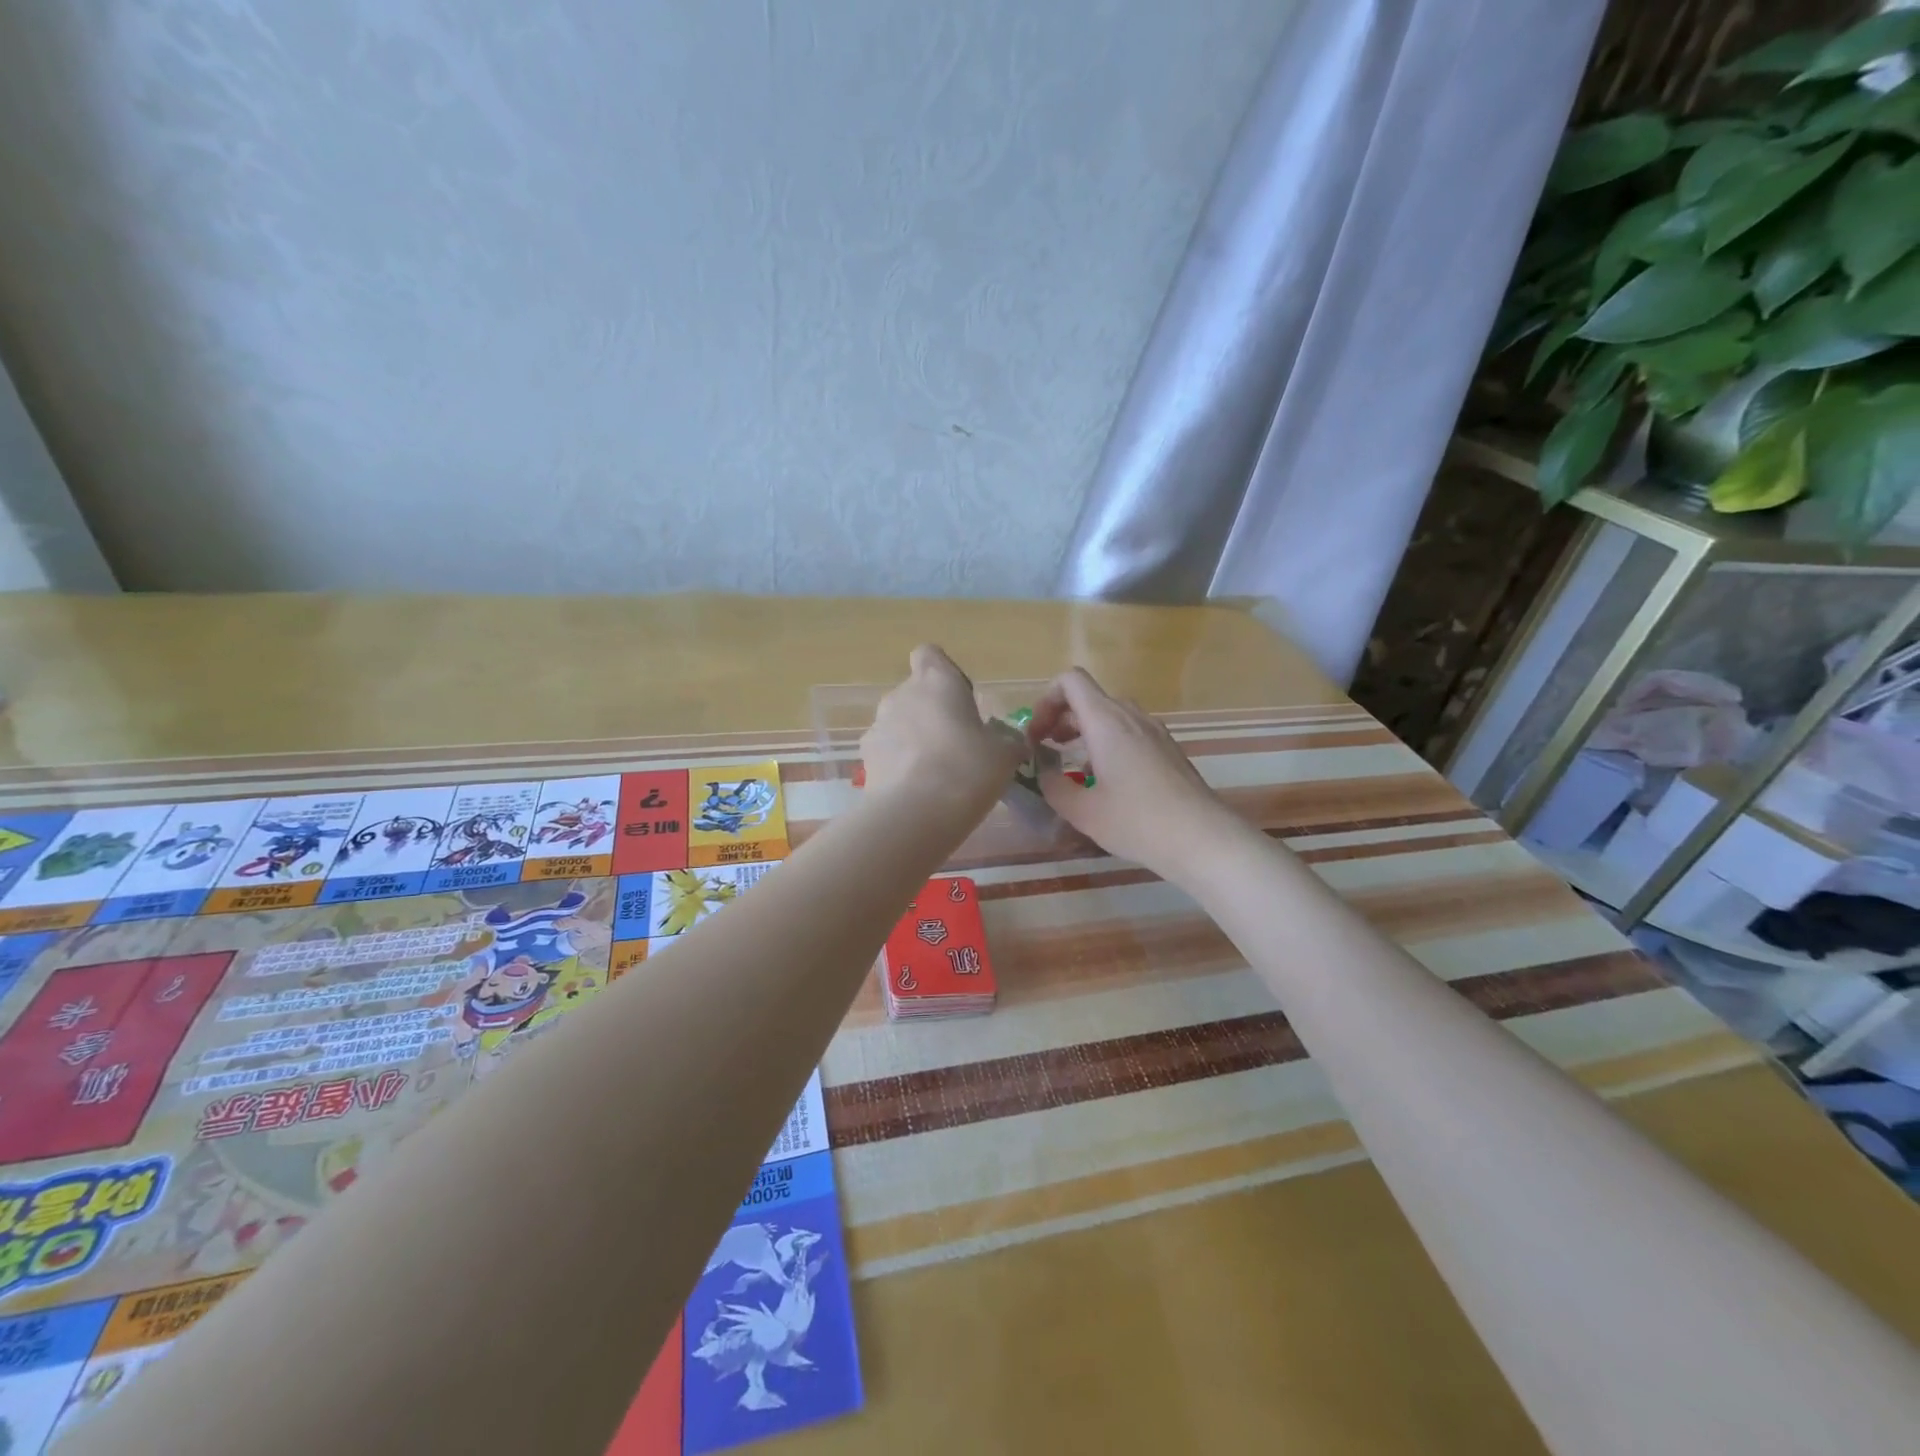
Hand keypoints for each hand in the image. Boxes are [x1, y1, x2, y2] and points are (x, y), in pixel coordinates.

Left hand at [861, 645, 1028, 823]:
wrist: (915, 814)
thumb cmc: (967, 769)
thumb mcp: (1005, 756)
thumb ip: (1008, 742)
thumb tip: (1014, 742)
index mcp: (937, 681)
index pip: (930, 655)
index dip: (944, 673)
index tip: (961, 701)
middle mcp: (901, 695)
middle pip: (915, 693)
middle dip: (932, 714)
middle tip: (957, 745)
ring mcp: (878, 726)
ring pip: (898, 723)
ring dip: (914, 740)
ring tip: (936, 774)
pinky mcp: (865, 758)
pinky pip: (886, 752)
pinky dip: (899, 765)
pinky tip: (916, 790)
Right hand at [1027, 667, 1237, 877]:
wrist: (1202, 838)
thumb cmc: (1137, 821)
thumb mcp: (1082, 811)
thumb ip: (1053, 786)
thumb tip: (1043, 774)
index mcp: (1106, 721)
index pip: (1070, 681)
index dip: (1046, 701)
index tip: (1038, 736)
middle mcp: (1131, 716)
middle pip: (1089, 697)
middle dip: (1061, 719)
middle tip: (1047, 751)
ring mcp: (1154, 731)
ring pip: (1111, 715)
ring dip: (1085, 732)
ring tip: (1075, 768)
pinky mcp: (1168, 748)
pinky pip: (1130, 732)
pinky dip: (1109, 744)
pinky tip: (1108, 782)